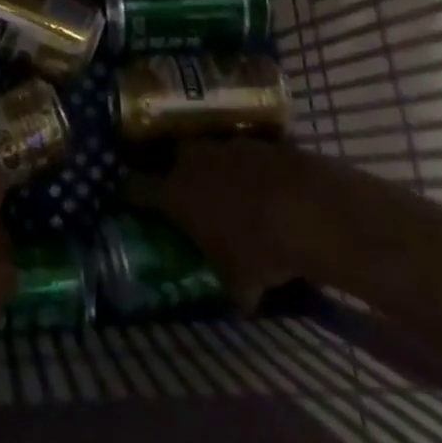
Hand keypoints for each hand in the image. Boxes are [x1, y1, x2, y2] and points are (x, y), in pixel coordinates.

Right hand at [127, 138, 327, 309]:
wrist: (311, 209)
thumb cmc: (261, 249)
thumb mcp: (242, 283)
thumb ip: (233, 289)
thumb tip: (239, 303)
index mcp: (175, 193)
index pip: (136, 188)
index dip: (132, 194)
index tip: (130, 199)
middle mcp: (192, 161)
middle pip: (172, 159)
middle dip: (176, 174)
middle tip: (186, 194)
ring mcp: (226, 145)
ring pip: (209, 152)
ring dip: (215, 168)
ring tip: (230, 190)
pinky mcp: (258, 139)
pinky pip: (244, 152)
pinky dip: (249, 167)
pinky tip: (265, 186)